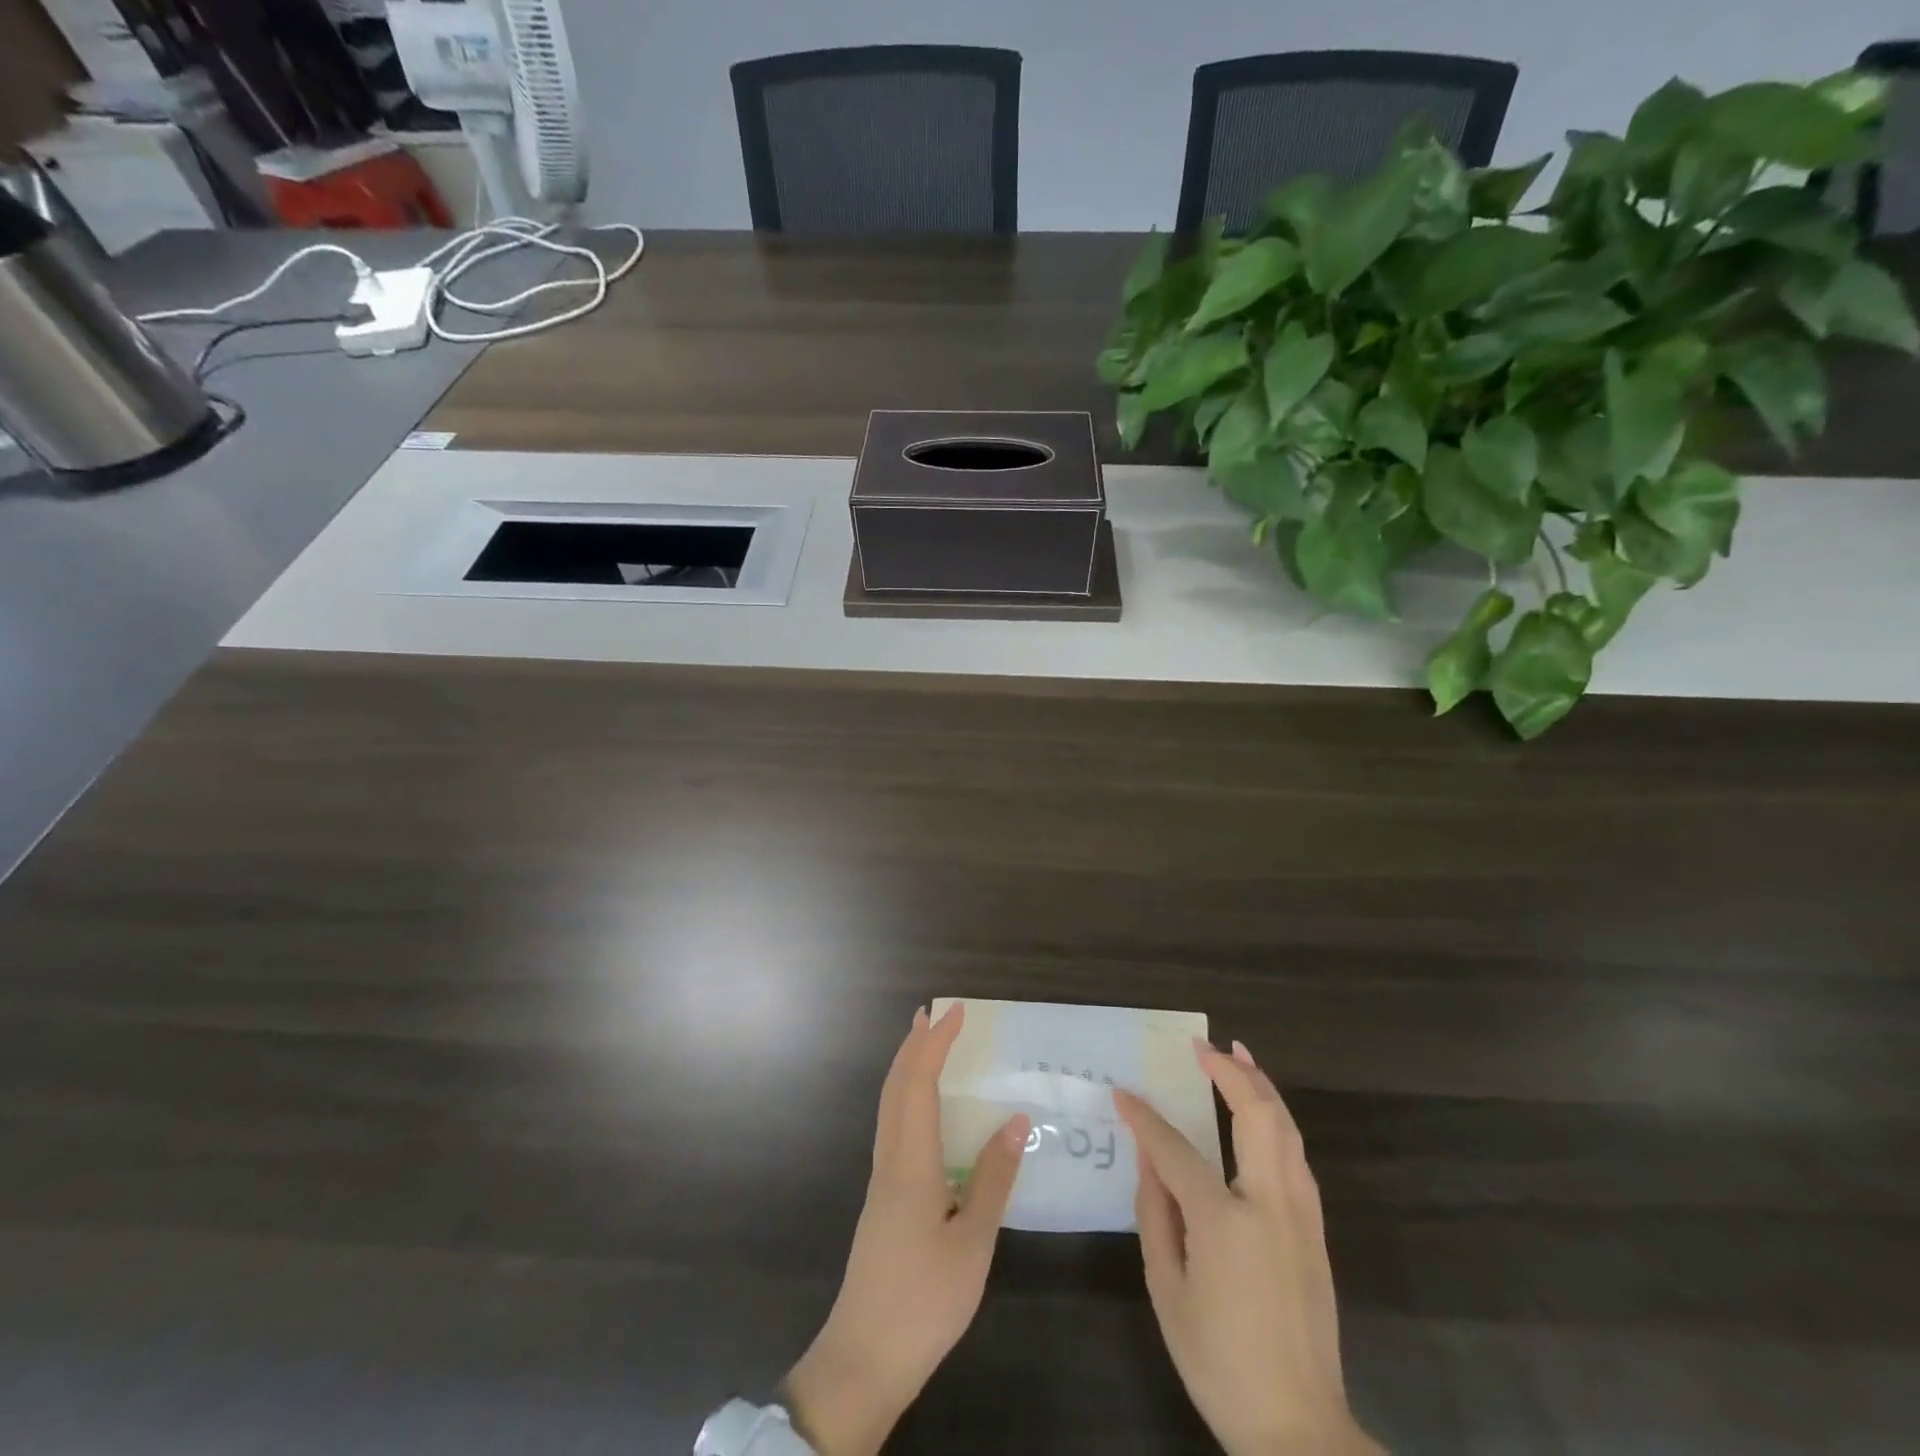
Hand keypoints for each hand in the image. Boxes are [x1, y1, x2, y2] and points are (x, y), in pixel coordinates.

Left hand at [785, 1003, 1028, 1455]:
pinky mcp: (883, 1200)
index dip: (935, 1044)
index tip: (954, 1012)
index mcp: (911, 1162)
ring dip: (907, 1069)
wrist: (864, 1358)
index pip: (920, 1084)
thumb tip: (1015, 1121)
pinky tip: (923, 1114)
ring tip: (925, 1048)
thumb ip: (993, 1179)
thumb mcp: (973, 1243)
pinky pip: (893, 1128)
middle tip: (931, 1014)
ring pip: (890, 1107)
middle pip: (896, 1087)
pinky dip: (907, 1099)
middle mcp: (890, 1160)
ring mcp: (882, 1181)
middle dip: (913, 1046)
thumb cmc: (924, 1300)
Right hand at [1115, 1040, 1380, 1455]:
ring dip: (1261, 1087)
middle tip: (1203, 1046)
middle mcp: (1270, 1205)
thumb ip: (1155, 1215)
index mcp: (1225, 1221)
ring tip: (1239, 1056)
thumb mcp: (1168, 1291)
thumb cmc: (1219, 1361)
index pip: (1176, 1149)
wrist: (1298, 1428)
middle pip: (1257, 1117)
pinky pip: (1297, 1157)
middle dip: (1230, 1072)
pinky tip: (1263, 1113)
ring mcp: (1301, 1216)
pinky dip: (1279, 1121)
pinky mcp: (1317, 1231)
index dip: (1145, 1118)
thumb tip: (1148, 1159)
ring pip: (1287, 1130)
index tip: (1122, 1093)